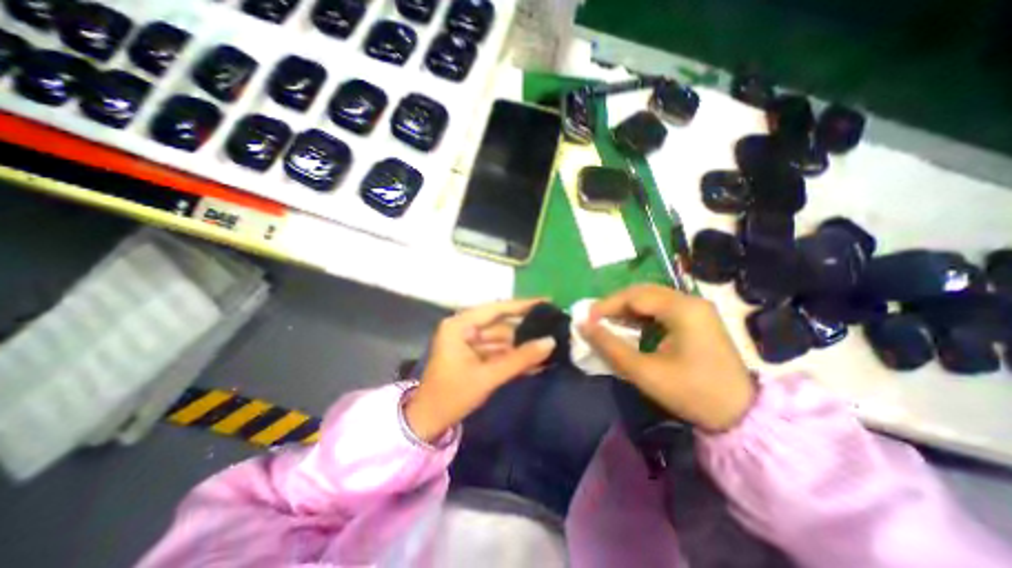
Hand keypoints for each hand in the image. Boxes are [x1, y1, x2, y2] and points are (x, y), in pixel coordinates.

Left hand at [401, 297, 552, 442]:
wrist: (428, 423)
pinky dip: (513, 357)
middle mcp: (464, 328)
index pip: (496, 309)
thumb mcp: (488, 376)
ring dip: (522, 346)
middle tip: (553, 327)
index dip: (522, 305)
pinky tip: (535, 361)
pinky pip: (497, 351)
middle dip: (525, 330)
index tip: (546, 302)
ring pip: (501, 339)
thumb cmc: (452, 396)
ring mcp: (468, 342)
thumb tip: (550, 342)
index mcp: (459, 325)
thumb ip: (520, 359)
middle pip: (501, 324)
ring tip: (549, 347)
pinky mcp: (473, 355)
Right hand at [583, 285, 755, 433]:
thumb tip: (582, 325)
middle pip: (642, 292)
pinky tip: (630, 328)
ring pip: (651, 299)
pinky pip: (661, 309)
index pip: (634, 296)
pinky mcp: (697, 319)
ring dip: (627, 310)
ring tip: (608, 324)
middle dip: (615, 305)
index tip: (586, 319)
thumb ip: (610, 346)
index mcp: (682, 309)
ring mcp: (696, 309)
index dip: (606, 305)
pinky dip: (641, 316)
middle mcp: (690, 301)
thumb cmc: (692, 393)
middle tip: (595, 320)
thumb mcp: (644, 371)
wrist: (741, 416)